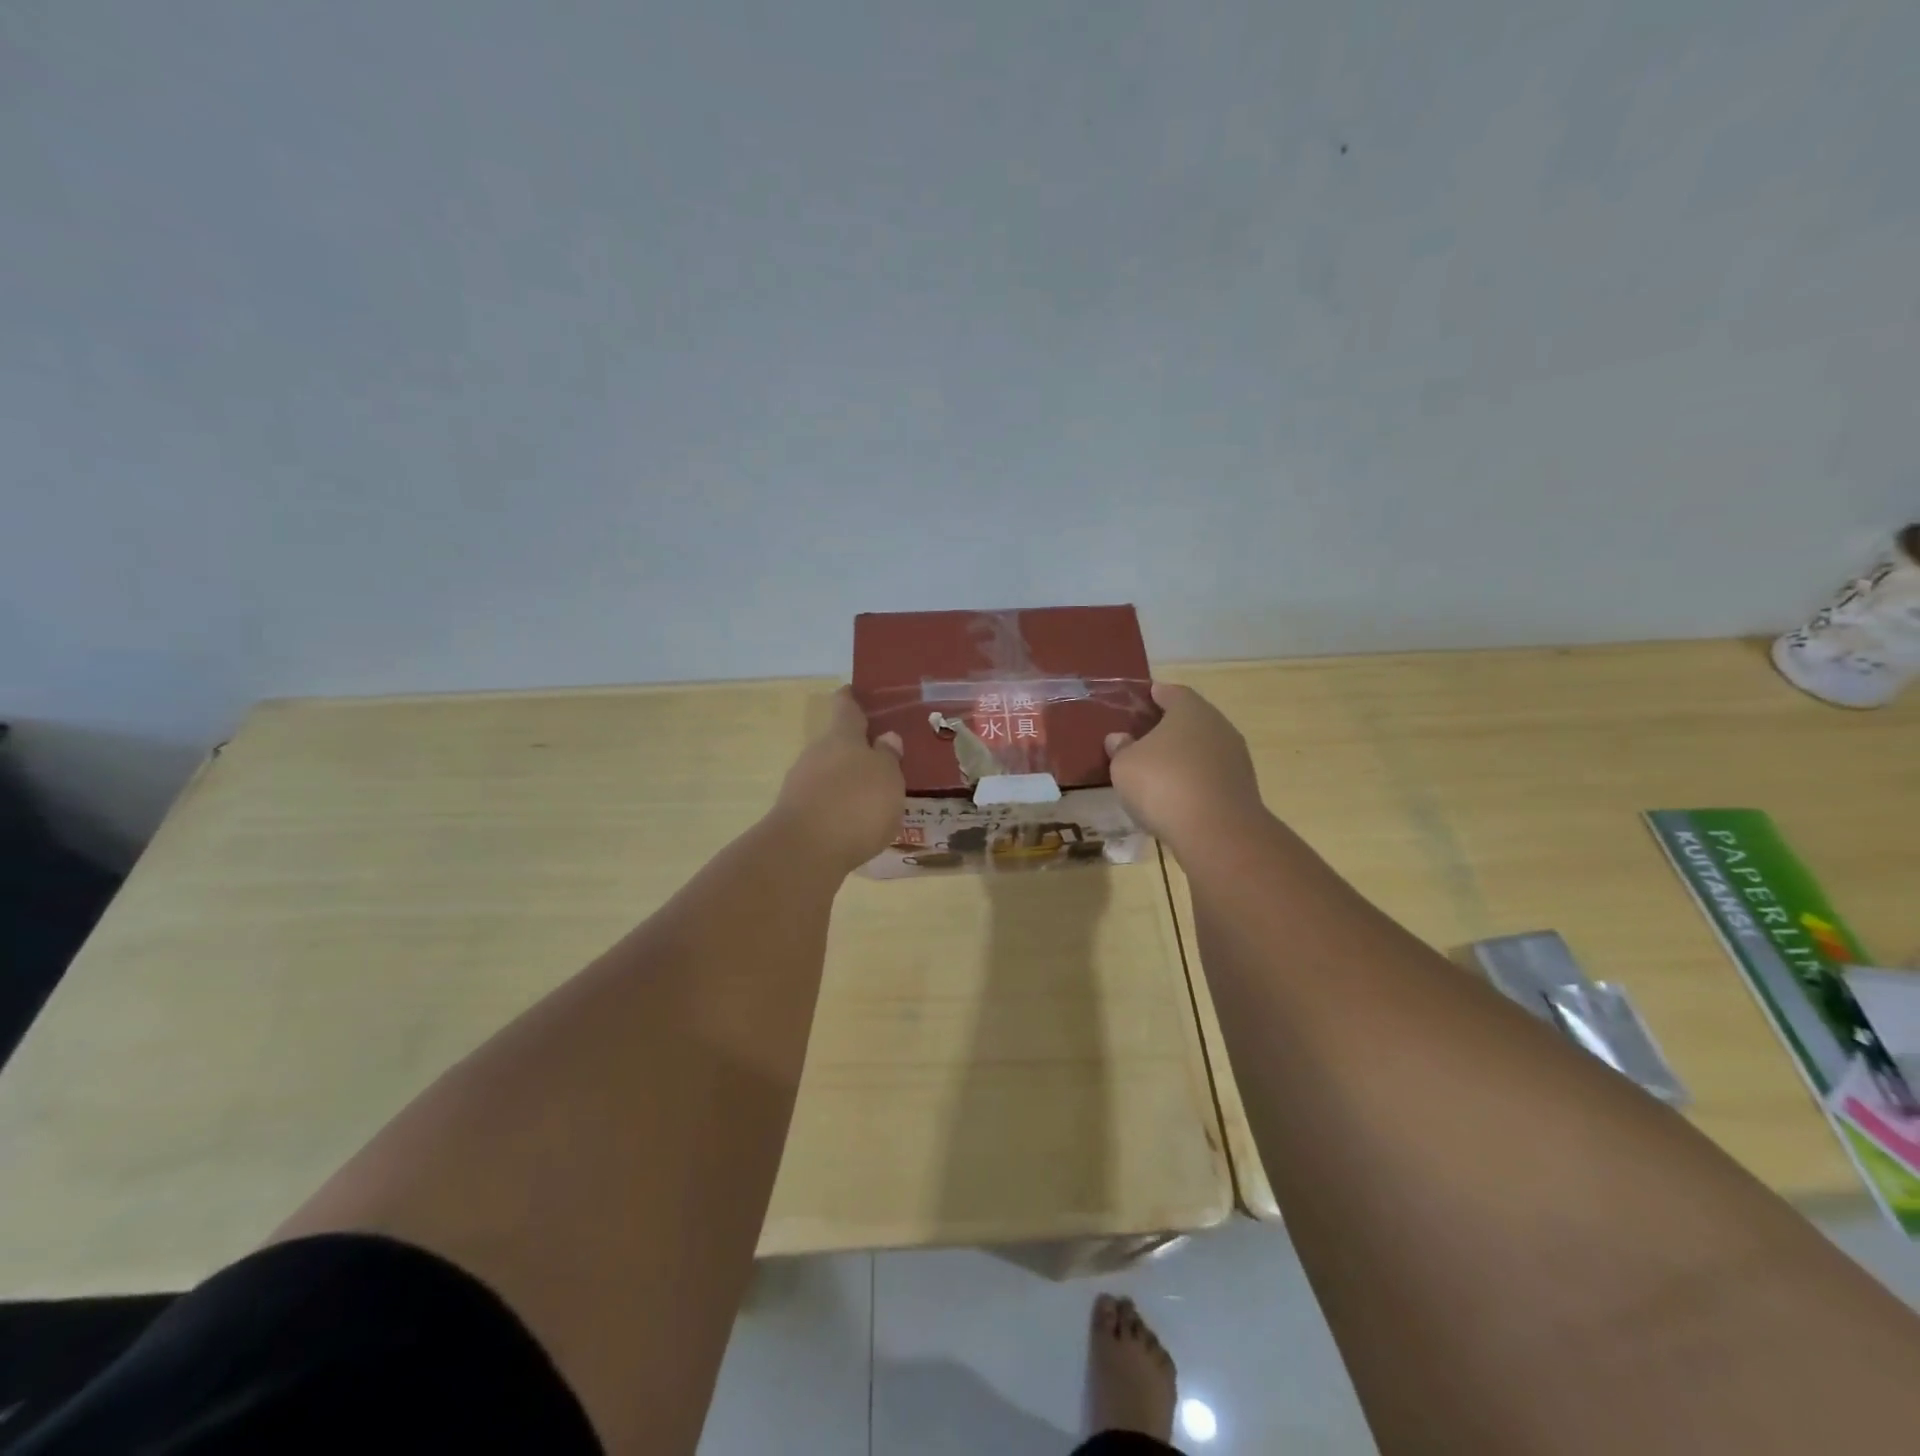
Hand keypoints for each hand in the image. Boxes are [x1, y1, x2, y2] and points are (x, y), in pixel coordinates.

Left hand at [770, 688, 905, 872]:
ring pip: (829, 773)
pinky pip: (824, 802)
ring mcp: (801, 784)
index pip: (846, 706)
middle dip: (857, 749)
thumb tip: (885, 737)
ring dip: (848, 780)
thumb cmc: (856, 804)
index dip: (852, 698)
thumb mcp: (887, 777)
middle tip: (884, 757)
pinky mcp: (796, 815)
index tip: (857, 692)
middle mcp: (817, 753)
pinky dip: (839, 807)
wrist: (804, 852)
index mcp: (842, 736)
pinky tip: (856, 823)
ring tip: (874, 795)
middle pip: (837, 743)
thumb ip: (888, 756)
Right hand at [1104, 683, 1263, 847]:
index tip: (1142, 700)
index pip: (1172, 692)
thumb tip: (1120, 739)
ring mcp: (1235, 758)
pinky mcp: (1242, 788)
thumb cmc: (1163, 784)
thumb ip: (1120, 748)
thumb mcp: (1124, 765)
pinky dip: (1194, 780)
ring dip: (1183, 756)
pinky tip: (1177, 795)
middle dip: (1168, 727)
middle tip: (1143, 738)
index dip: (1155, 695)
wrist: (1217, 832)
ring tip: (1158, 770)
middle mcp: (1218, 726)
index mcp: (1190, 710)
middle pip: (1191, 720)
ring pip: (1203, 749)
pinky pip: (1210, 775)